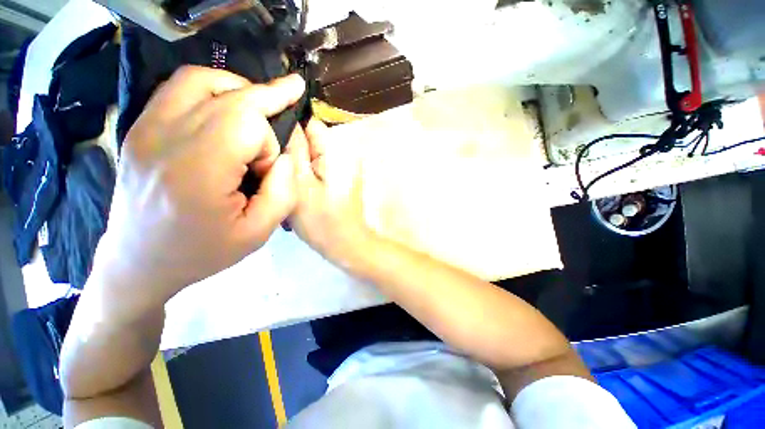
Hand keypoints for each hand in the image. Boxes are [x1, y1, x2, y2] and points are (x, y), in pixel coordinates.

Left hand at [93, 66, 304, 303]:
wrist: (139, 260)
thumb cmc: (202, 251)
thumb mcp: (258, 233)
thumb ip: (283, 192)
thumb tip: (283, 158)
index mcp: (197, 172)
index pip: (247, 125)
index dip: (269, 143)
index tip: (266, 171)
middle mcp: (166, 139)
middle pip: (229, 96)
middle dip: (267, 99)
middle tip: (293, 91)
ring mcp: (146, 128)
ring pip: (201, 80)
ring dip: (239, 88)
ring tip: (258, 106)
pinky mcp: (139, 127)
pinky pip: (179, 88)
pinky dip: (212, 90)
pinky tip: (227, 109)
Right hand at [287, 119, 372, 261]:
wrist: (345, 243)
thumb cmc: (322, 219)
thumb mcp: (301, 184)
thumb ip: (294, 151)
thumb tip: (286, 121)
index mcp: (336, 151)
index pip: (310, 124)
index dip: (288, 129)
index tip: (269, 144)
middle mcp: (341, 154)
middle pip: (309, 140)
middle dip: (290, 151)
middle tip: (274, 171)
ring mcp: (341, 168)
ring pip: (309, 156)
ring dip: (295, 166)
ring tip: (283, 184)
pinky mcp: (337, 181)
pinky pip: (315, 170)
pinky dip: (304, 176)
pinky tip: (295, 191)